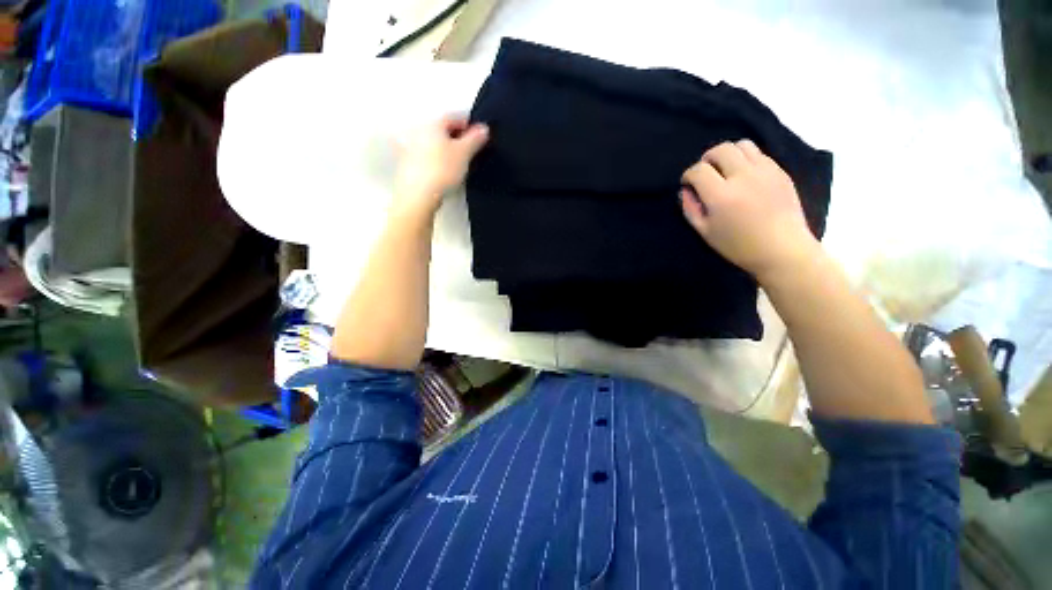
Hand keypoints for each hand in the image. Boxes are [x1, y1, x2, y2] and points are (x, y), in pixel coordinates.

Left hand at [392, 116, 488, 218]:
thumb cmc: (440, 171)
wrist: (419, 194)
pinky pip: (427, 159)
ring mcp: (411, 149)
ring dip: (446, 151)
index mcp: (433, 124)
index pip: (454, 117)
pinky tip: (445, 174)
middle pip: (442, 131)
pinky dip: (437, 163)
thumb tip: (483, 129)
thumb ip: (475, 139)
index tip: (479, 136)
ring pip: (434, 145)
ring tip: (458, 164)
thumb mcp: (465, 153)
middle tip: (469, 150)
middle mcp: (419, 132)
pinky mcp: (409, 166)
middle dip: (457, 138)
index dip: (469, 126)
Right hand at [680, 140, 818, 280]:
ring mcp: (764, 171)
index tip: (688, 184)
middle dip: (707, 159)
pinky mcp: (779, 171)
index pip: (698, 170)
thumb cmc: (739, 246)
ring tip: (725, 170)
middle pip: (720, 150)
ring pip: (742, 145)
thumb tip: (686, 191)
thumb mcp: (705, 232)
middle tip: (705, 173)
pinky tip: (744, 176)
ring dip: (728, 154)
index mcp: (721, 195)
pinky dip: (746, 159)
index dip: (688, 175)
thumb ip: (691, 209)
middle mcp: (743, 176)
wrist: (782, 249)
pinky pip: (759, 153)